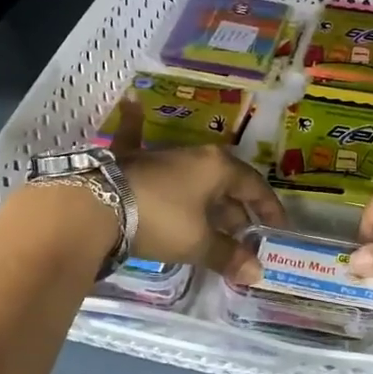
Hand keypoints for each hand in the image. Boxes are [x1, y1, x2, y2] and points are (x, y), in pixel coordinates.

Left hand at [113, 100, 286, 274]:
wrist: (94, 206)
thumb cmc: (160, 220)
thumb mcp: (197, 243)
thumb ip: (227, 255)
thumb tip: (257, 273)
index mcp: (218, 168)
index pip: (255, 187)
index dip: (269, 209)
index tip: (277, 229)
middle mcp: (194, 155)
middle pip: (225, 183)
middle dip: (237, 210)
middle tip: (243, 237)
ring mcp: (160, 155)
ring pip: (193, 177)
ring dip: (206, 196)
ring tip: (216, 218)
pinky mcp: (129, 159)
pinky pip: (137, 138)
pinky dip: (136, 123)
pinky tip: (132, 101)